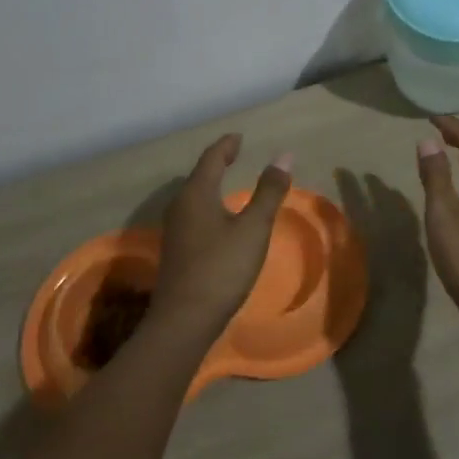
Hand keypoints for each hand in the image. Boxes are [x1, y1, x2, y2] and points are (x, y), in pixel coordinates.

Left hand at [155, 134, 293, 331]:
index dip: (226, 145)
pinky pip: (193, 214)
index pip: (211, 158)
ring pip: (193, 196)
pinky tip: (217, 218)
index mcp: (197, 193)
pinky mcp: (176, 250)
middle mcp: (180, 205)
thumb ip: (269, 192)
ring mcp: (174, 229)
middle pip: (199, 175)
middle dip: (217, 162)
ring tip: (228, 182)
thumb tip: (283, 156)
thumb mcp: (253, 228)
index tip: (239, 137)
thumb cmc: (222, 268)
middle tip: (235, 155)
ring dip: (211, 184)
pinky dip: (208, 204)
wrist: (184, 320)